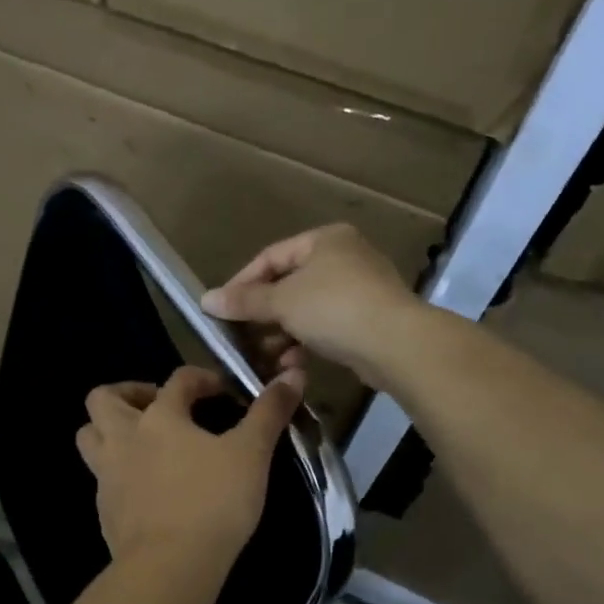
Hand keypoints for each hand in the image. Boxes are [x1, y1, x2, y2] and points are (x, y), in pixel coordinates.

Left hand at [76, 366, 303, 578]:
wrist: (169, 566)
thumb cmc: (213, 501)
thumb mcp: (252, 454)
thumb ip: (269, 413)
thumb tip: (293, 374)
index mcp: (159, 417)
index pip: (177, 380)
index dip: (201, 379)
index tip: (220, 392)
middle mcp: (124, 438)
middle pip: (104, 398)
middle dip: (128, 394)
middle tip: (157, 407)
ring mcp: (107, 475)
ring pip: (89, 436)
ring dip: (108, 430)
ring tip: (140, 441)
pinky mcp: (104, 510)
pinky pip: (100, 478)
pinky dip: (117, 472)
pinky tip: (144, 487)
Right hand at [200, 225, 420, 388]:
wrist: (397, 344)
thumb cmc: (334, 309)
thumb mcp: (282, 301)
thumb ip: (244, 301)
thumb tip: (205, 300)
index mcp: (325, 240)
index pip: (270, 257)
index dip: (242, 283)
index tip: (221, 309)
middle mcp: (344, 257)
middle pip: (288, 284)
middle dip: (263, 314)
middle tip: (241, 336)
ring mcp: (360, 289)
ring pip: (306, 309)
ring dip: (282, 333)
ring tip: (265, 356)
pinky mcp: (369, 320)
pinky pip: (326, 327)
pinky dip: (306, 342)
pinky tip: (292, 364)